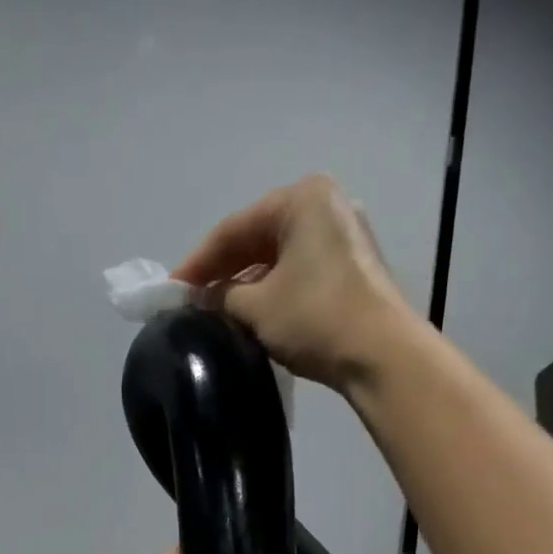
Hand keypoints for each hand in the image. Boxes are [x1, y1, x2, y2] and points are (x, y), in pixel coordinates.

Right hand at [173, 173, 419, 393]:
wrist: (381, 354)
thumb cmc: (315, 318)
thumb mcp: (257, 307)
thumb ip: (222, 297)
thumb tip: (204, 298)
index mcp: (301, 199)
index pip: (233, 228)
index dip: (197, 262)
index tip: (171, 289)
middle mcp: (325, 206)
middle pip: (257, 238)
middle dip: (223, 271)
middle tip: (191, 300)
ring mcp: (344, 236)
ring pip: (279, 257)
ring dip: (246, 284)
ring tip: (217, 312)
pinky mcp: (353, 268)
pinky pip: (299, 271)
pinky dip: (272, 290)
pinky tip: (252, 313)